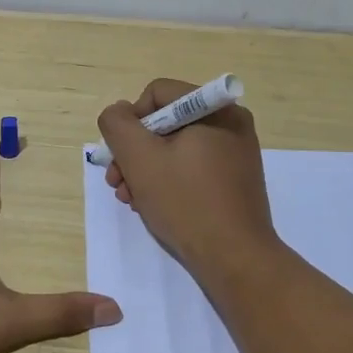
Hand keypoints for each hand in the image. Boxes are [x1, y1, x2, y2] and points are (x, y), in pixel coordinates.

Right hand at [98, 78, 280, 278]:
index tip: (121, 156)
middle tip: (117, 183)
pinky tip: (152, 205)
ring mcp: (235, 153)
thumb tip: (119, 112)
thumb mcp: (139, 158)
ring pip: (175, 148)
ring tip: (130, 199)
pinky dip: (168, 181)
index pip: (156, 94)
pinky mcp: (234, 180)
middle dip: (134, 152)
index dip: (130, 121)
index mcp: (215, 108)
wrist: (234, 258)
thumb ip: (117, 124)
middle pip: (165, 122)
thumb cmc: (186, 202)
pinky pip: (192, 167)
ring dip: (145, 170)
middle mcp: (230, 123)